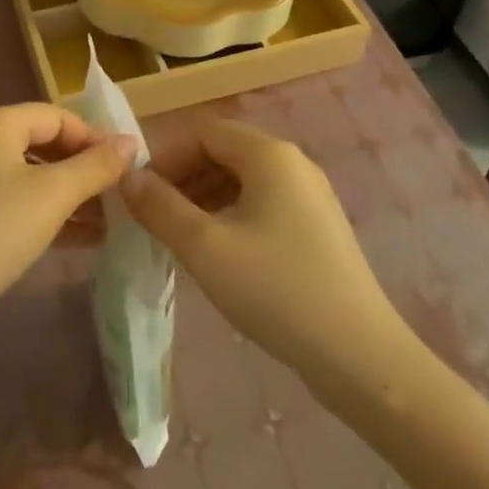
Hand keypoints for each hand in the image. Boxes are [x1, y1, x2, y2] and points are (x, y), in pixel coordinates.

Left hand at [0, 103, 135, 357]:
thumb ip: (96, 166)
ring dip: (71, 193)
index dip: (94, 136)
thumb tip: (132, 141)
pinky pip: (18, 203)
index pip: (57, 115)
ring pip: (33, 176)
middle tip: (120, 191)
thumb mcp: (53, 195)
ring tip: (110, 217)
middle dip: (84, 166)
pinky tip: (83, 237)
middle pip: (44, 143)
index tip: (128, 164)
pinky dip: (49, 213)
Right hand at [121, 119, 402, 382]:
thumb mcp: (205, 248)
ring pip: (243, 179)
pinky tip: (218, 253)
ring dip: (205, 197)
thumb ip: (161, 207)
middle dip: (183, 178)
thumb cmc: (276, 291)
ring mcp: (310, 194)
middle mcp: (293, 162)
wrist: (360, 356)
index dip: (166, 156)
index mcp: (268, 154)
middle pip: (224, 151)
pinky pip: (263, 203)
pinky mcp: (318, 226)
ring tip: (178, 237)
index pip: (203, 132)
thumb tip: (128, 178)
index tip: (139, 193)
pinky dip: (232, 215)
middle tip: (154, 217)